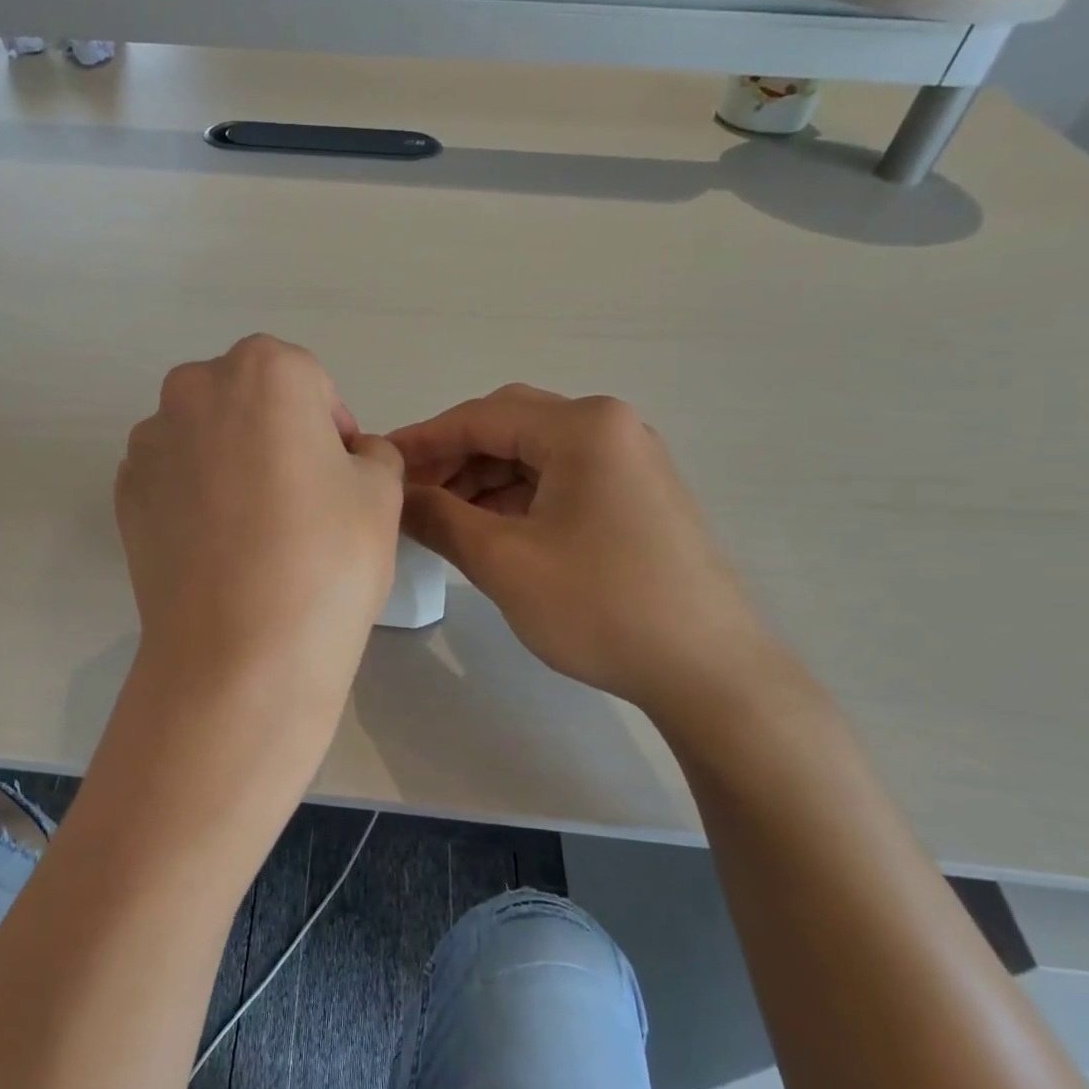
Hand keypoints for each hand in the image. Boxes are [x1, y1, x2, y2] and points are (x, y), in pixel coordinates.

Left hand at [116, 335, 403, 713]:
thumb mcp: (382, 494)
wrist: (239, 653)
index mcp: (264, 370)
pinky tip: (216, 547)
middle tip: (300, 499)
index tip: (340, 478)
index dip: (331, 428)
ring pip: (205, 436)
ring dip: (230, 461)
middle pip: (249, 399)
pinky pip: (173, 477)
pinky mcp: (124, 493)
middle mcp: (194, 389)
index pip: (310, 382)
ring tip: (253, 529)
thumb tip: (351, 457)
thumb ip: (373, 455)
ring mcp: (149, 442)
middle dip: (277, 434)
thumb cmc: (325, 558)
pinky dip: (194, 496)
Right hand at [390, 385, 786, 719]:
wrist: (709, 671)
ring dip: (482, 478)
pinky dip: (517, 496)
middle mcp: (610, 428)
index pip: (480, 417)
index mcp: (583, 427)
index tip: (379, 464)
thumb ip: (438, 517)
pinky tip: (488, 528)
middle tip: (409, 494)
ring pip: (534, 454)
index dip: (422, 440)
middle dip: (452, 457)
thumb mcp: (503, 561)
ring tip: (441, 517)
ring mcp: (629, 460)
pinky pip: (560, 478)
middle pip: (509, 426)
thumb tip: (394, 495)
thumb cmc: (600, 607)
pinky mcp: (636, 494)